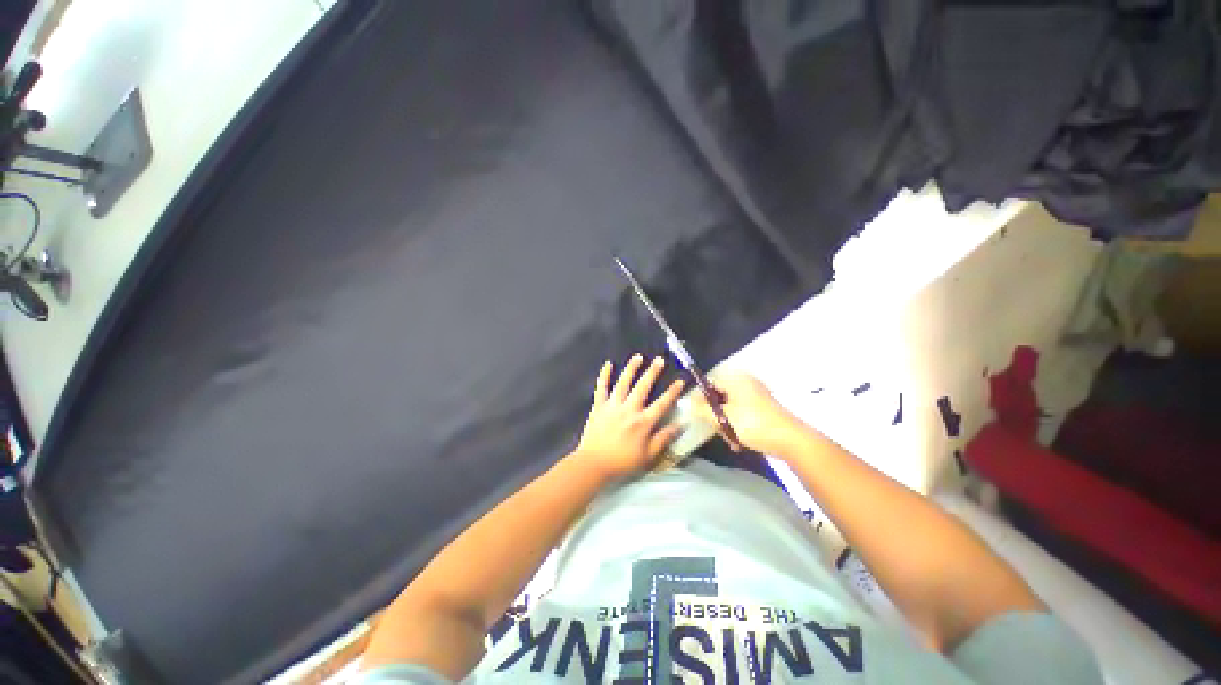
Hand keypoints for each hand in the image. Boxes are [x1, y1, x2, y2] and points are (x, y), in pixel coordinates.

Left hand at [572, 354, 684, 479]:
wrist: (593, 464)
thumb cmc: (622, 462)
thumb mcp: (648, 456)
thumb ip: (664, 438)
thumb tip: (680, 424)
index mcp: (643, 422)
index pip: (662, 403)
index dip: (672, 392)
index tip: (680, 380)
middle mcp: (629, 409)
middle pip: (643, 387)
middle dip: (652, 372)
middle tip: (659, 359)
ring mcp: (612, 405)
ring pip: (623, 382)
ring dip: (631, 368)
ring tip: (638, 357)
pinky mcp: (599, 406)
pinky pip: (602, 387)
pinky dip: (604, 375)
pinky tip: (608, 364)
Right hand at [693, 373, 803, 454]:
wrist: (791, 440)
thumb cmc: (754, 424)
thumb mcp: (723, 418)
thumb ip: (702, 410)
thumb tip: (688, 403)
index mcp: (736, 379)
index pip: (709, 383)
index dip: (700, 398)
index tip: (696, 415)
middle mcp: (745, 383)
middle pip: (719, 396)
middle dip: (714, 415)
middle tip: (716, 430)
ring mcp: (756, 395)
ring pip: (730, 408)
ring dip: (726, 424)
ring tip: (730, 440)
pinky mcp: (763, 409)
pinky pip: (742, 414)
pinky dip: (738, 426)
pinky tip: (739, 441)